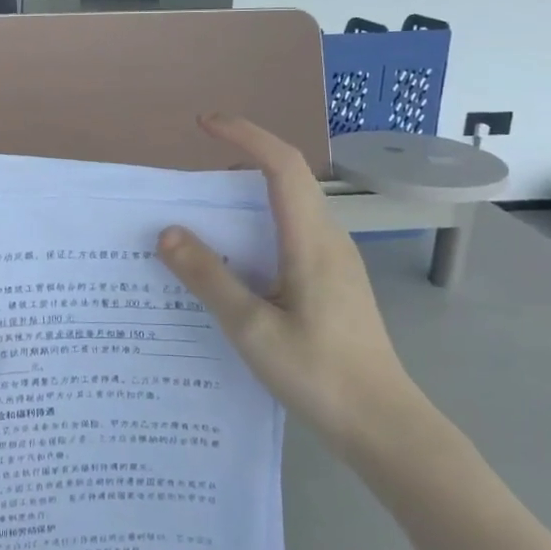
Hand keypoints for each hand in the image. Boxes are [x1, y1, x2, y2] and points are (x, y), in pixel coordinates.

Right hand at [158, 115, 418, 458]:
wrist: (383, 425)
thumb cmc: (319, 374)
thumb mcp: (252, 328)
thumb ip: (209, 278)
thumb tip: (167, 232)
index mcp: (311, 240)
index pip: (282, 164)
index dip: (245, 134)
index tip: (204, 124)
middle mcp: (327, 239)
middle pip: (285, 179)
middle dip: (238, 164)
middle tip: (188, 185)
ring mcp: (334, 261)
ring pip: (288, 209)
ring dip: (245, 201)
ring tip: (201, 223)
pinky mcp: (333, 282)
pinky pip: (291, 235)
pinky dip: (256, 231)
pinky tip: (233, 267)